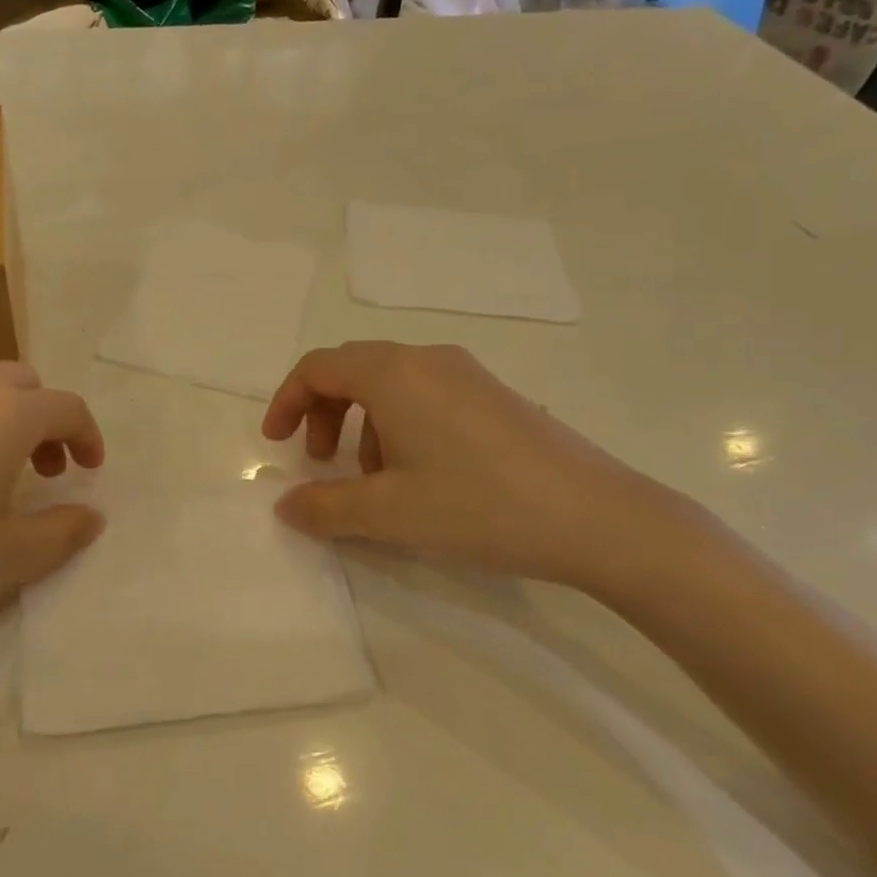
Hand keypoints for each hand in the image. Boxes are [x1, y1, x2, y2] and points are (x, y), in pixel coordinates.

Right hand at [262, 342, 700, 594]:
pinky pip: (425, 394)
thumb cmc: (480, 506)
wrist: (599, 518)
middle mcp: (427, 359)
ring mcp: (467, 373)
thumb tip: (285, 505)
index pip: (318, 367)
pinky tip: (422, 475)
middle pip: (352, 369)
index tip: (277, 444)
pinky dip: (400, 424)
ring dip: (363, 423)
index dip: (286, 402)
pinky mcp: (495, 394)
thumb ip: (325, 508)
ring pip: (390, 383)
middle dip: (323, 413)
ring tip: (375, 479)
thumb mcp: (389, 514)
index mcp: (394, 374)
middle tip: (321, 463)